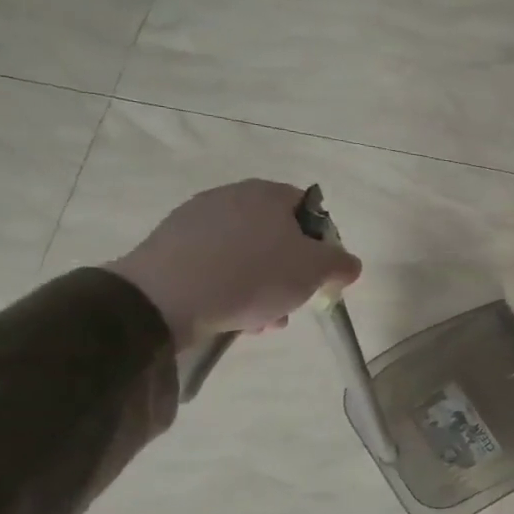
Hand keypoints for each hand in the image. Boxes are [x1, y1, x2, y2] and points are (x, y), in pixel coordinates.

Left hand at [106, 181, 361, 349]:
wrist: (164, 299)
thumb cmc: (253, 276)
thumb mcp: (315, 271)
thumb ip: (341, 263)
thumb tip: (348, 264)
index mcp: (268, 193)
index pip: (310, 210)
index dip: (323, 243)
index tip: (322, 274)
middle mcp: (231, 197)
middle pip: (277, 236)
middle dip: (291, 272)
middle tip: (294, 301)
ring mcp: (195, 220)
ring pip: (247, 255)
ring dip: (263, 285)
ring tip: (263, 320)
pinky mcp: (170, 247)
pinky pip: (216, 265)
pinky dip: (230, 287)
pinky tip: (233, 316)